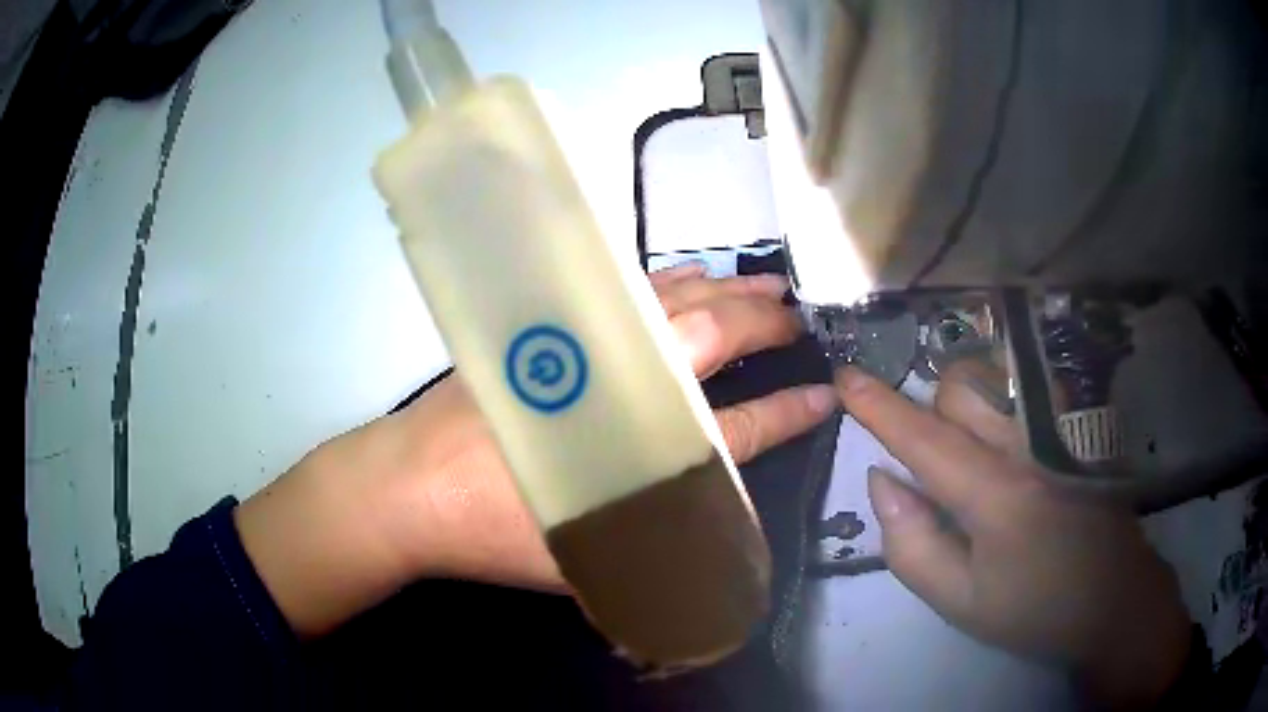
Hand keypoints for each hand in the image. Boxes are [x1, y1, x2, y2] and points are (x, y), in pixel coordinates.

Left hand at [237, 265, 835, 635]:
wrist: (409, 485)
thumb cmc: (497, 531)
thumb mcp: (586, 564)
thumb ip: (659, 557)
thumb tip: (719, 550)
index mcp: (642, 447)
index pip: (741, 426)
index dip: (789, 410)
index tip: (826, 395)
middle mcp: (622, 379)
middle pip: (713, 335)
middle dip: (766, 322)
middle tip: (799, 318)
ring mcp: (582, 341)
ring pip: (673, 299)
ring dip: (726, 287)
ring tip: (768, 282)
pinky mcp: (549, 325)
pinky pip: (626, 290)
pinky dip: (669, 280)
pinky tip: (689, 275)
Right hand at [836, 363, 1191, 708]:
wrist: (1114, 596)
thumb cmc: (1035, 607)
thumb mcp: (960, 601)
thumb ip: (911, 545)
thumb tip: (883, 481)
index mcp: (996, 494)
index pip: (924, 438)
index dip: (879, 406)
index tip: (843, 376)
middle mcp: (1028, 444)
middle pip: (960, 389)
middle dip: (932, 415)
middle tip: (937, 466)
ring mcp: (1058, 429)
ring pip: (994, 379)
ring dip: (967, 404)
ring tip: (976, 453)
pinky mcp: (1078, 426)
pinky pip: (1025, 386)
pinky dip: (1002, 398)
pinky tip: (1012, 440)